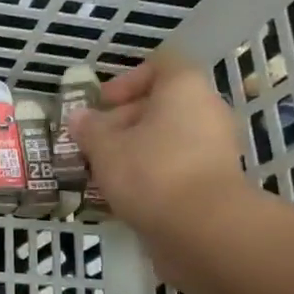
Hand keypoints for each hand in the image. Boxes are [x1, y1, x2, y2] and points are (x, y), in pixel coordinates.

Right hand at [70, 54, 248, 236]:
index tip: (100, 105)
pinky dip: (153, 174)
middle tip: (93, 145)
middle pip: (162, 104)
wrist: (202, 228)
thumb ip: (89, 130)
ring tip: (105, 173)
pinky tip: (127, 195)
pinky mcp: (215, 180)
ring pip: (168, 138)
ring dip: (136, 151)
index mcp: (184, 87)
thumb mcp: (106, 149)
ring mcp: (215, 146)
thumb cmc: (150, 172)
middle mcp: (206, 109)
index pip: (159, 65)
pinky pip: (177, 165)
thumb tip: (78, 117)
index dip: (126, 81)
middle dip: (124, 122)